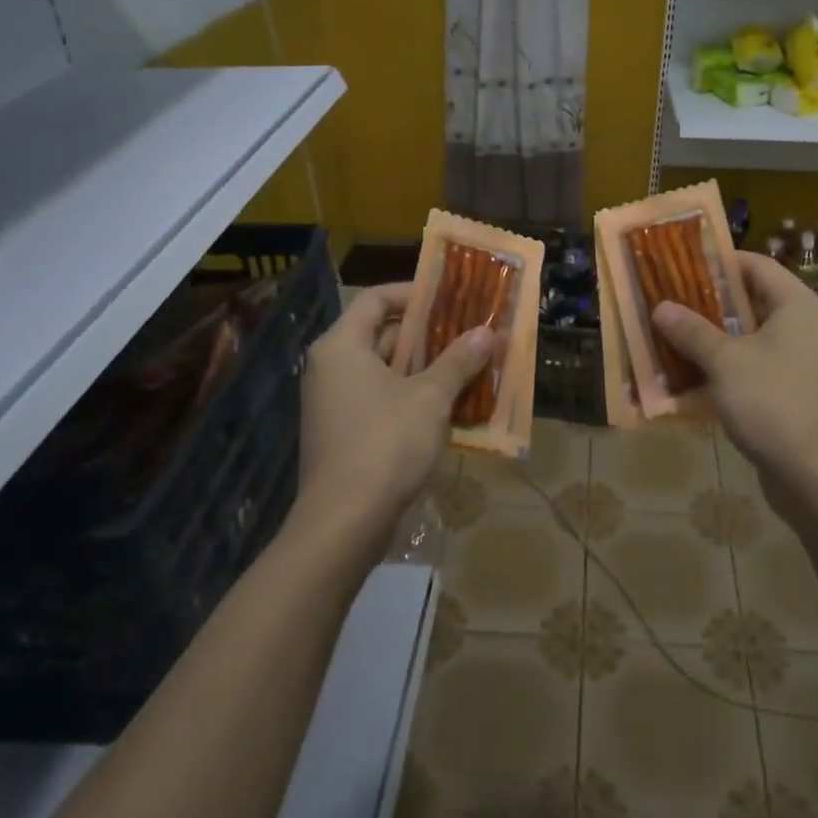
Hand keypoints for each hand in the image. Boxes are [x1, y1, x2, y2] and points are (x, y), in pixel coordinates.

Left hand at [294, 283, 497, 554]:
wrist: (343, 523)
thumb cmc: (386, 444)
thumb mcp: (430, 398)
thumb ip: (458, 360)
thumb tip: (486, 332)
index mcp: (342, 346)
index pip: (376, 299)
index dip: (414, 293)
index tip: (450, 297)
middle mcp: (330, 366)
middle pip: (381, 333)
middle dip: (427, 334)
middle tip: (468, 331)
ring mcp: (333, 402)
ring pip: (383, 370)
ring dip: (424, 367)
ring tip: (467, 365)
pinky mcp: (341, 432)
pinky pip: (379, 398)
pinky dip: (410, 395)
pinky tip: (447, 405)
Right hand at [652, 253, 817, 526]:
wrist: (817, 476)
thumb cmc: (773, 403)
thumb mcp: (724, 362)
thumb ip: (692, 331)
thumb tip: (661, 307)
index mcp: (800, 306)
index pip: (758, 266)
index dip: (720, 262)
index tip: (682, 264)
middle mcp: (809, 326)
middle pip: (755, 300)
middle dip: (711, 302)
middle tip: (671, 300)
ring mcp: (807, 360)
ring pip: (755, 336)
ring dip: (717, 336)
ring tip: (676, 334)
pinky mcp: (800, 390)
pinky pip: (761, 364)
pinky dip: (731, 364)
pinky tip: (697, 373)